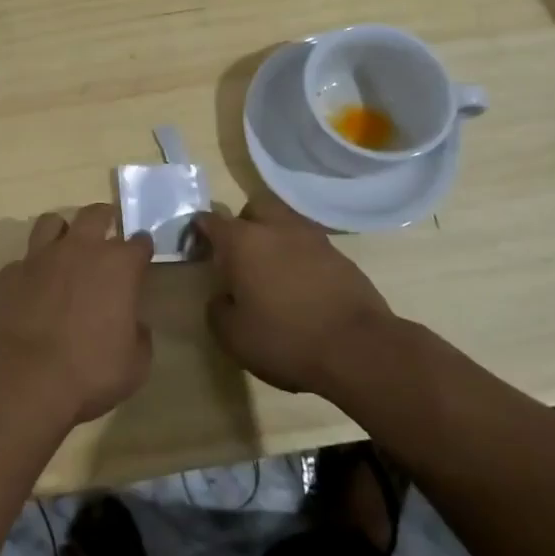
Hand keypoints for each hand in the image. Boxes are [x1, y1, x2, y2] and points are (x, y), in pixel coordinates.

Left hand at [0, 204, 154, 425]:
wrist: (24, 380)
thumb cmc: (89, 372)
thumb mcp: (135, 365)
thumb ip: (139, 336)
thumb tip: (134, 325)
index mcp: (117, 266)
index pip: (139, 242)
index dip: (142, 248)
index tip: (142, 256)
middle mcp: (79, 249)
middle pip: (95, 214)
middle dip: (105, 218)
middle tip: (107, 229)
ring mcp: (40, 257)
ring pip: (52, 222)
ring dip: (62, 231)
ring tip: (65, 247)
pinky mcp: (9, 273)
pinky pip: (23, 260)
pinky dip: (31, 269)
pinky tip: (32, 287)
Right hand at [196, 197, 401, 401]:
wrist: (358, 349)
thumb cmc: (285, 339)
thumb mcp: (233, 336)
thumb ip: (218, 309)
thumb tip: (222, 297)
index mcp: (242, 241)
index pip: (211, 220)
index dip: (199, 229)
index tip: (196, 245)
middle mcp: (276, 228)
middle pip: (255, 206)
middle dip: (243, 222)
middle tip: (239, 254)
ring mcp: (313, 239)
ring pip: (286, 222)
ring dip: (275, 238)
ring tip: (272, 271)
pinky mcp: (341, 256)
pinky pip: (310, 246)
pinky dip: (300, 258)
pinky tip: (301, 286)